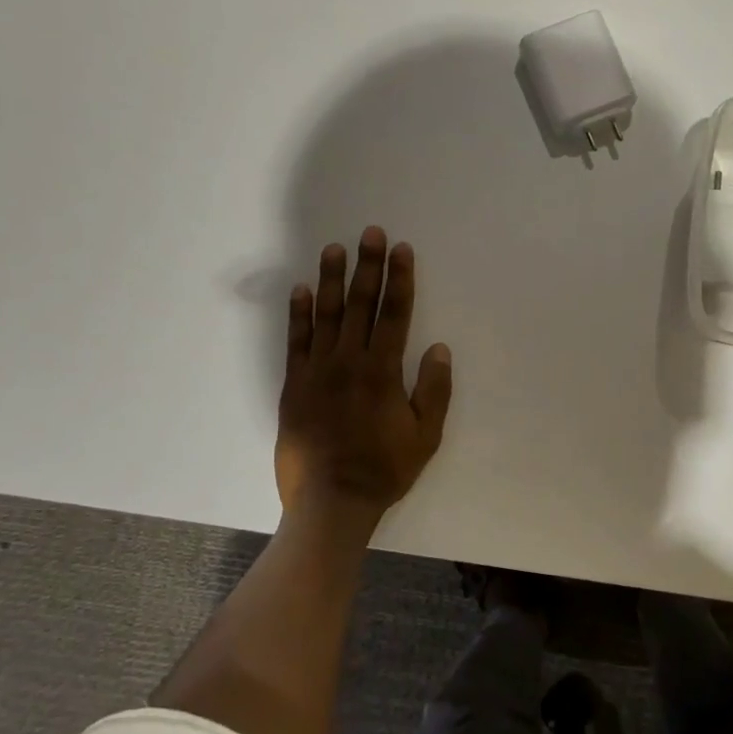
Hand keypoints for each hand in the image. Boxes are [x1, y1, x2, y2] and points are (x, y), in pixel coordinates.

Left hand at [275, 227, 452, 530]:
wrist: (330, 501)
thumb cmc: (384, 469)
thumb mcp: (425, 436)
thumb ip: (434, 390)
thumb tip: (438, 348)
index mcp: (383, 371)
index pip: (395, 313)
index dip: (400, 279)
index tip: (401, 249)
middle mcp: (349, 361)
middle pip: (361, 304)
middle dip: (368, 266)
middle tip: (371, 232)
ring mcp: (317, 371)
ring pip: (326, 315)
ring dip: (332, 279)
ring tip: (335, 248)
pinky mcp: (294, 385)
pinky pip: (296, 341)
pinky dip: (299, 314)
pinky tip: (301, 290)